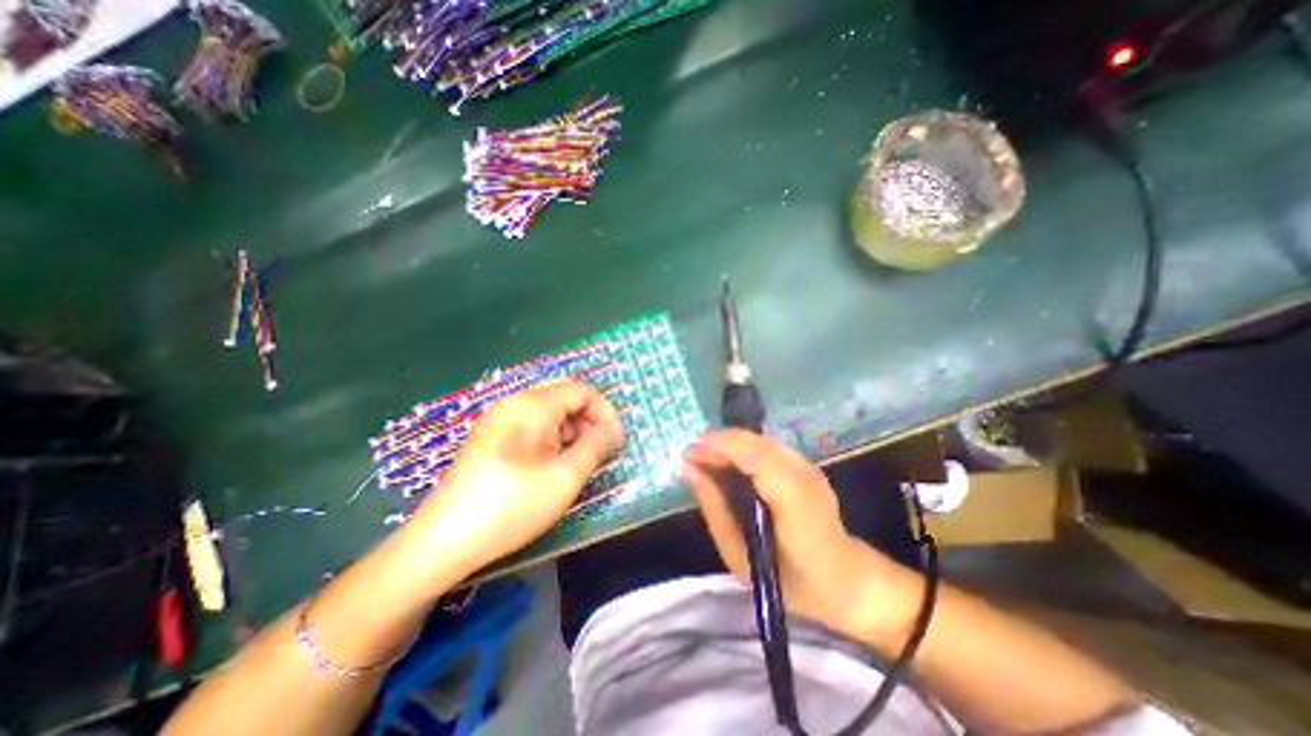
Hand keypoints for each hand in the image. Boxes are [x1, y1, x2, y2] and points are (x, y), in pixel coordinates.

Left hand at [414, 382, 628, 571]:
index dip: (605, 412)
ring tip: (578, 459)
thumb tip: (611, 431)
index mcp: (533, 405)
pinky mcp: (490, 435)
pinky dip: (551, 435)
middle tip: (600, 448)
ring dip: (571, 428)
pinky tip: (552, 462)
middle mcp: (514, 402)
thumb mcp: (566, 477)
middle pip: (564, 395)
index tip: (616, 441)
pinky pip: (530, 423)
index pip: (582, 391)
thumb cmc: (513, 505)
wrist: (444, 540)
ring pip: (548, 409)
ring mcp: (498, 418)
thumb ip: (596, 446)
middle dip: (588, 419)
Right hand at [683, 430, 895, 631]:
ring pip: (760, 440)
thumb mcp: (739, 557)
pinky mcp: (806, 464)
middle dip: (719, 443)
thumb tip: (689, 469)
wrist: (845, 580)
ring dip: (728, 444)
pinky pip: (766, 447)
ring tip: (704, 461)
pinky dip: (741, 450)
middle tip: (691, 458)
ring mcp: (808, 466)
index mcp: (793, 502)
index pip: (756, 456)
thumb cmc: (790, 581)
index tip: (689, 451)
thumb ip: (714, 508)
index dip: (721, 445)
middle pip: (756, 441)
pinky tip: (727, 464)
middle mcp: (804, 474)